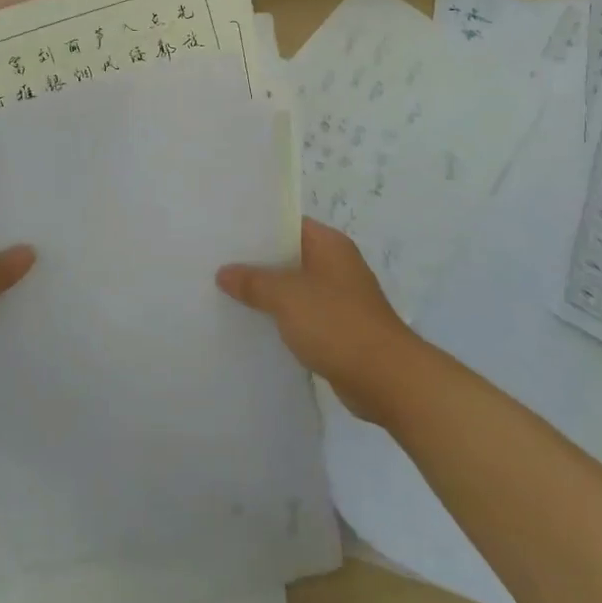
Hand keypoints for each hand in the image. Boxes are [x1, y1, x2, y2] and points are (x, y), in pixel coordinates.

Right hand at [217, 218, 424, 426]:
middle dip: (256, 261)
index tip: (224, 230)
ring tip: (224, 291)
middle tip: (216, 261)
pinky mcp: (338, 328)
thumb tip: (224, 272)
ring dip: (266, 291)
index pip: (288, 223)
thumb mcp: (287, 296)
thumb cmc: (337, 324)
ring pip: (293, 286)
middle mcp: (336, 265)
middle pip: (289, 255)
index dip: (257, 226)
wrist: (386, 378)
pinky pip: (301, 314)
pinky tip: (252, 323)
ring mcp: (339, 297)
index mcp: (329, 245)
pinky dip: (280, 317)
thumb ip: (253, 281)